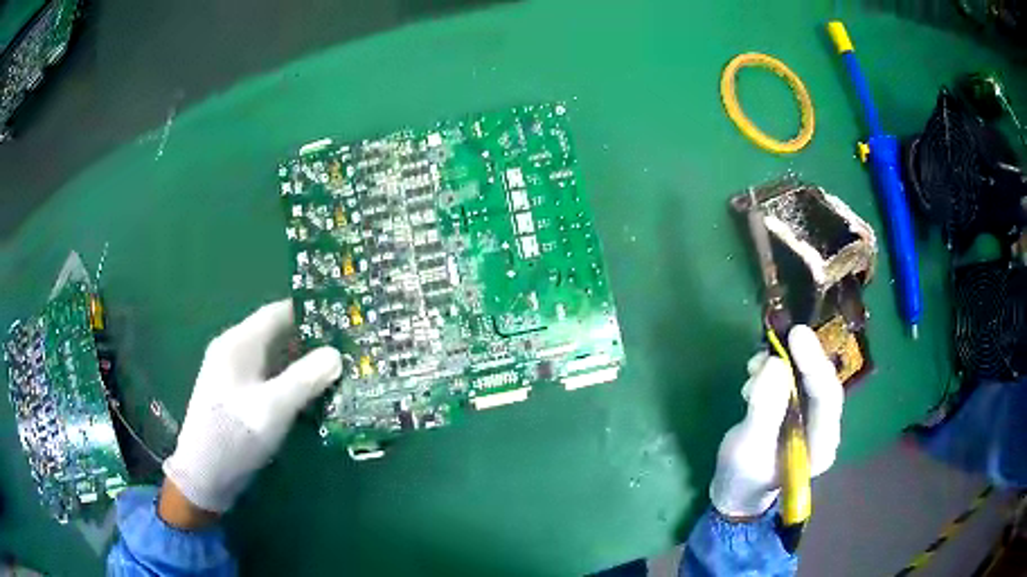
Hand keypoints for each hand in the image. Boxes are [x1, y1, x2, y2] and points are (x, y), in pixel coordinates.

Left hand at [161, 300, 341, 520]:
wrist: (205, 474)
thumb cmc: (235, 434)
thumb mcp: (273, 407)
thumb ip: (305, 379)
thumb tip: (336, 355)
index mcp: (239, 343)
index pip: (277, 312)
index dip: (309, 311)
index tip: (343, 316)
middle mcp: (235, 351)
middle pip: (277, 335)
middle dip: (311, 340)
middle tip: (348, 346)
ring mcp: (234, 375)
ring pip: (274, 359)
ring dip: (302, 363)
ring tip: (338, 369)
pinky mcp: (238, 397)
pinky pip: (269, 379)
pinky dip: (291, 381)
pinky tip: (312, 394)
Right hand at [709, 325, 843, 519]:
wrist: (736, 491)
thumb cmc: (743, 478)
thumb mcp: (747, 448)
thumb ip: (764, 409)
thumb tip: (775, 364)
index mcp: (821, 446)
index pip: (827, 398)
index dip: (814, 364)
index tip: (796, 335)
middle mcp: (824, 428)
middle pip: (822, 382)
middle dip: (801, 358)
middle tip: (781, 335)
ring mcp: (812, 417)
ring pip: (807, 377)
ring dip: (783, 363)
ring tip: (753, 368)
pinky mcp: (798, 408)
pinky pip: (793, 379)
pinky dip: (775, 369)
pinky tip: (754, 374)